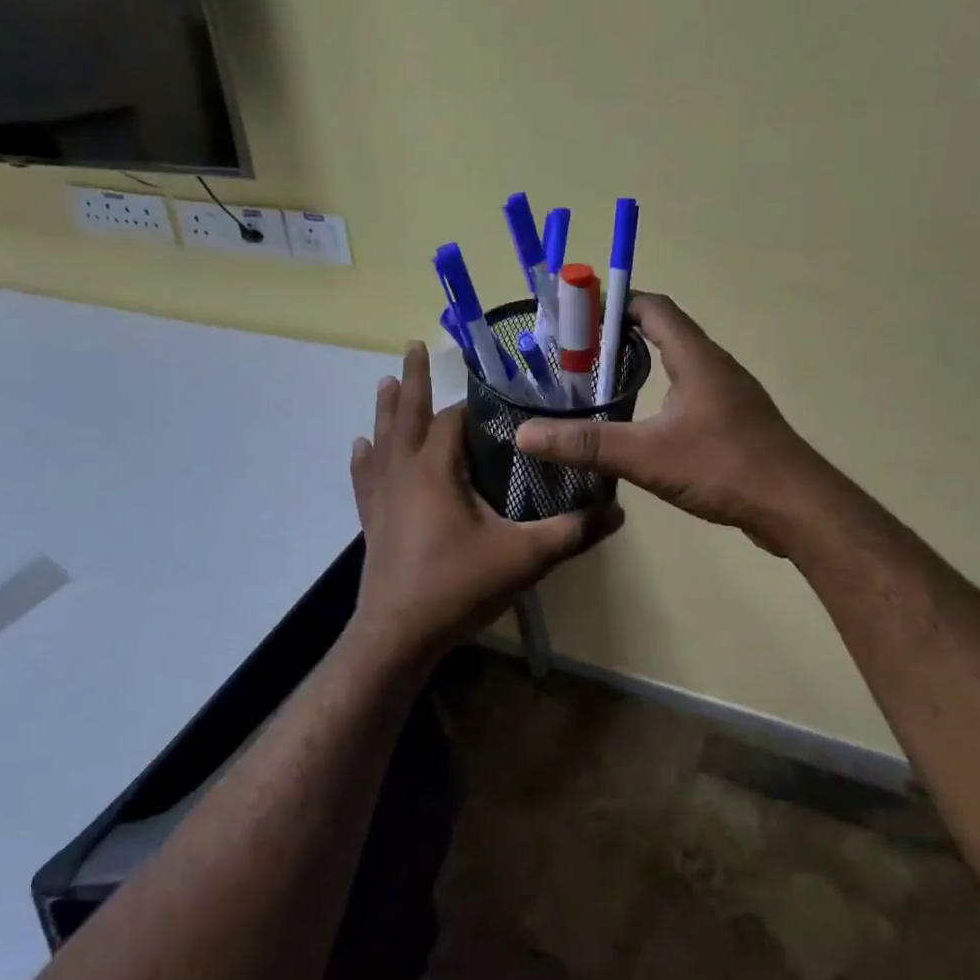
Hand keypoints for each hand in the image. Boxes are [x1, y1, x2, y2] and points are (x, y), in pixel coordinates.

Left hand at [349, 343, 623, 664]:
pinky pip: (366, 476)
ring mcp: (382, 496)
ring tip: (388, 380)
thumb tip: (618, 512)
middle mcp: (403, 472)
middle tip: (415, 345)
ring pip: (383, 439)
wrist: (399, 634)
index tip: (496, 393)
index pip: (454, 420)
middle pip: (408, 415)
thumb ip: (571, 532)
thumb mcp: (524, 559)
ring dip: (387, 409)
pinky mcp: (372, 519)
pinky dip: (365, 457)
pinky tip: (361, 446)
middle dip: (414, 380)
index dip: (475, 405)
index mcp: (436, 469)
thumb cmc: (458, 587)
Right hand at [514, 294, 832, 555]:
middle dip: (620, 339)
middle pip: (666, 334)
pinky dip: (663, 397)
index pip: (654, 309)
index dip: (616, 304)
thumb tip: (525, 434)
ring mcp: (731, 397)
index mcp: (697, 358)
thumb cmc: (723, 467)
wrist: (795, 507)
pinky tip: (645, 426)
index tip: (578, 316)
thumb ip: (586, 444)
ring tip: (603, 388)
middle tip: (578, 358)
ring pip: (680, 368)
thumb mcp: (646, 456)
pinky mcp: (737, 425)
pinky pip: (693, 396)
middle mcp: (717, 367)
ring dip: (644, 368)